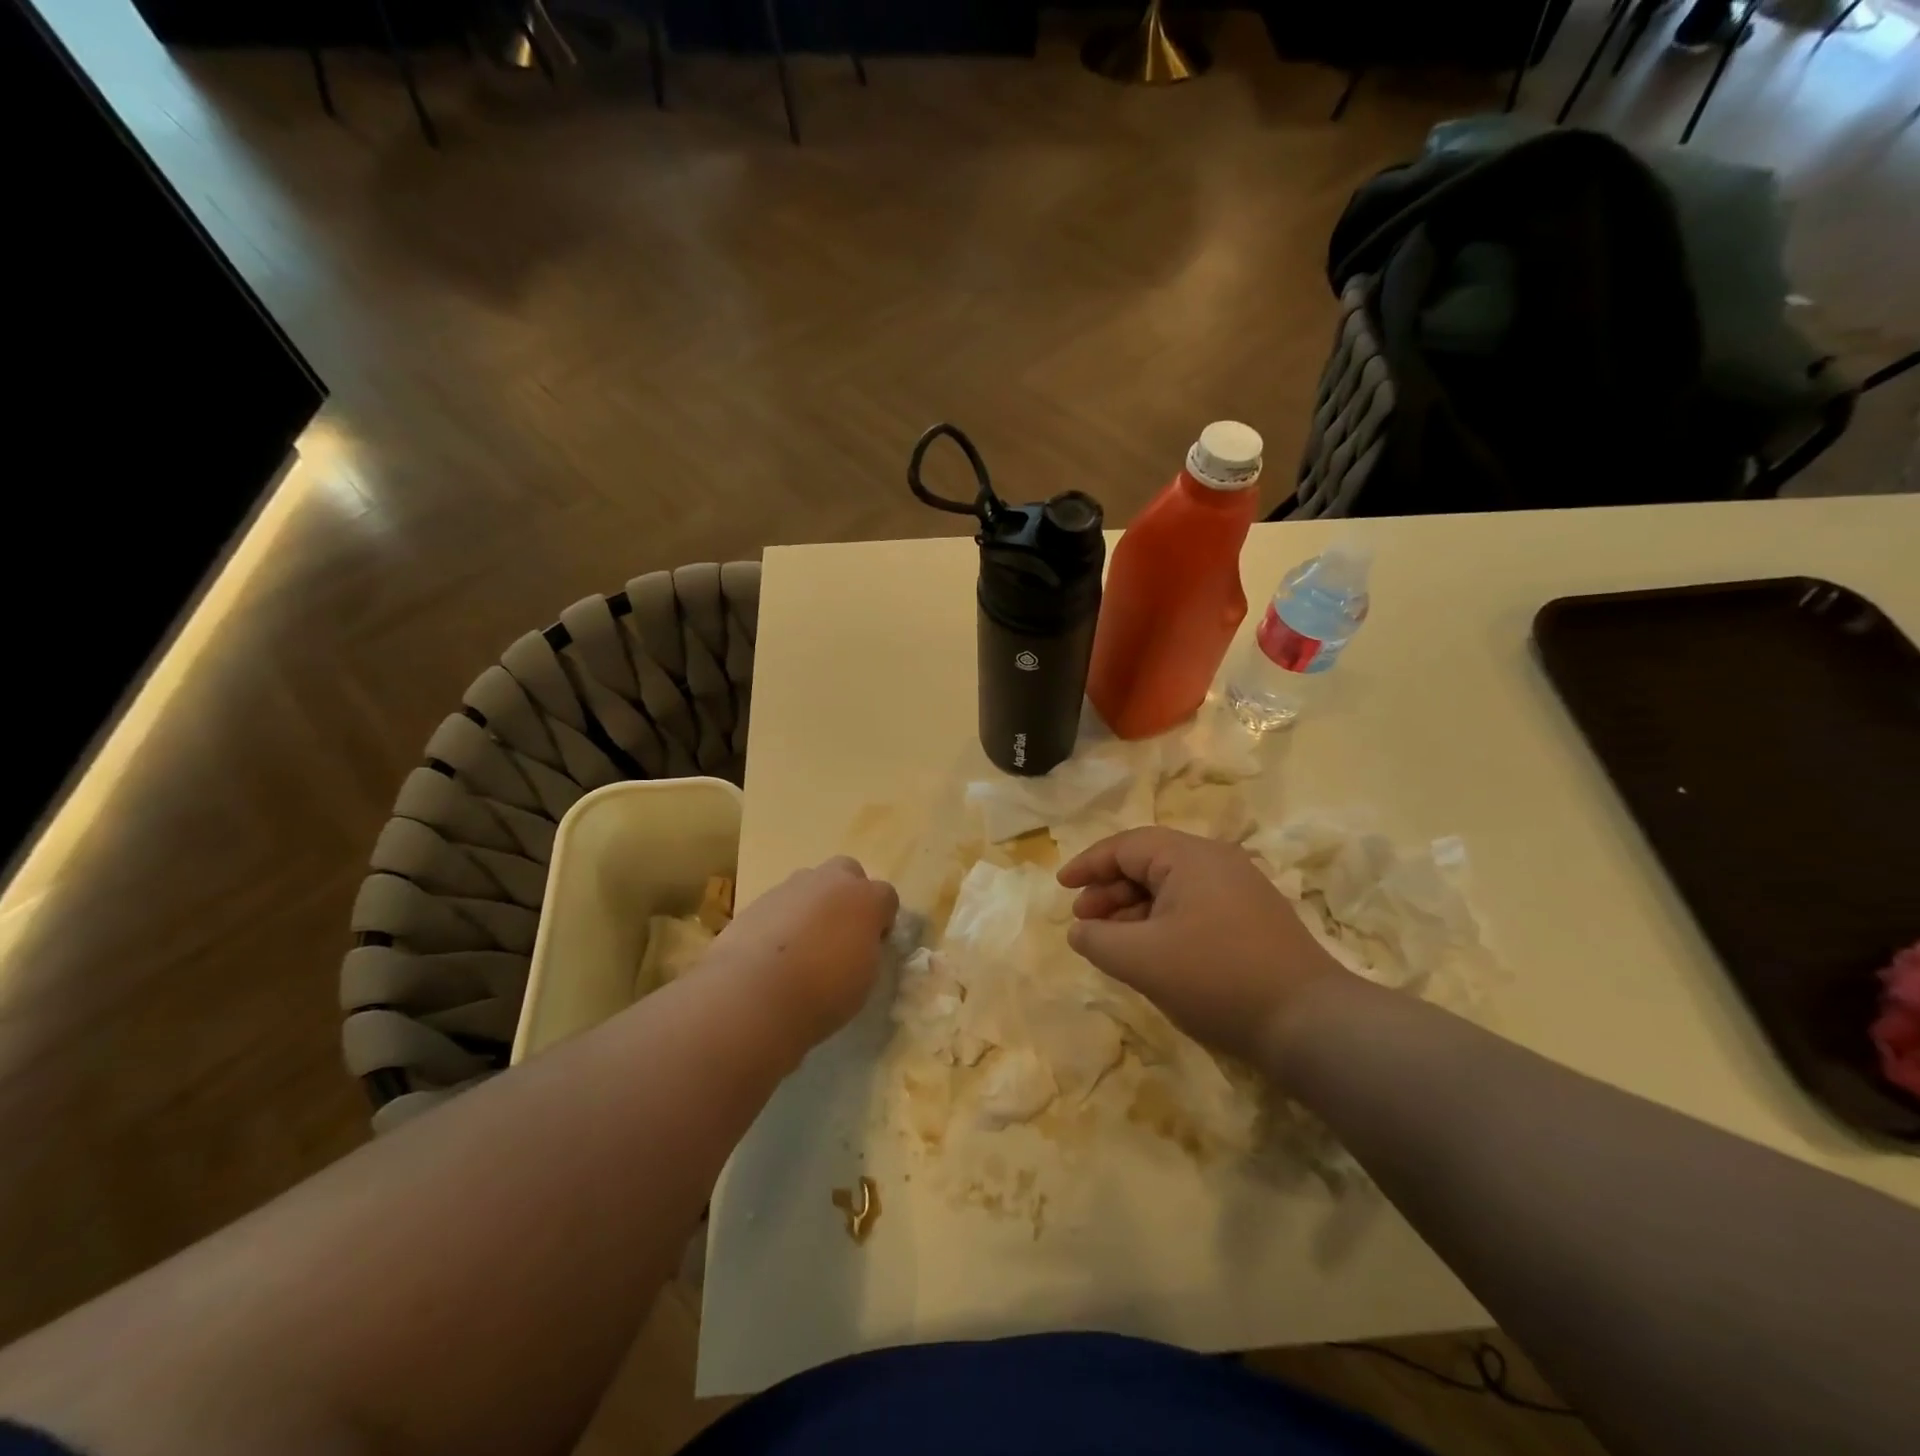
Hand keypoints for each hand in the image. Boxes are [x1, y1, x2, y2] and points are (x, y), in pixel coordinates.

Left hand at [709, 857, 899, 1049]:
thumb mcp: (865, 977)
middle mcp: (830, 882)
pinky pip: (780, 903)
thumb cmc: (824, 992)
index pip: (887, 895)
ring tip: (804, 943)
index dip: (882, 919)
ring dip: (813, 904)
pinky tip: (774, 951)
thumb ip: (867, 949)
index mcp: (866, 899)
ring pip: (810, 884)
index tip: (874, 943)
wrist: (754, 994)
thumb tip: (858, 942)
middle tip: (841, 930)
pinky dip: (783, 919)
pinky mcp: (757, 901)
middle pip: (848, 871)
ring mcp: (790, 887)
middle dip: (848, 893)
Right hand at [1057, 827, 1345, 1068]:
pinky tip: (1152, 953)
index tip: (1061, 887)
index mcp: (1190, 856)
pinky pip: (1193, 907)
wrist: (1308, 1022)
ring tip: (1112, 942)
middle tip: (1084, 921)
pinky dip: (1162, 922)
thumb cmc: (1216, 978)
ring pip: (1171, 888)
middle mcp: (1217, 862)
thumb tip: (1080, 930)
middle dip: (1109, 890)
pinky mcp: (1252, 919)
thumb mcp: (1141, 960)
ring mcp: (1239, 890)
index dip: (1088, 865)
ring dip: (1134, 909)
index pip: (1125, 846)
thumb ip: (1098, 940)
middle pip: (1148, 863)